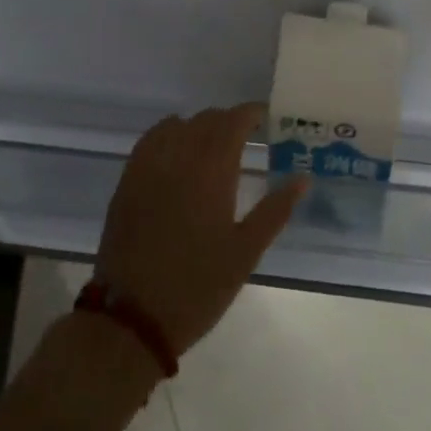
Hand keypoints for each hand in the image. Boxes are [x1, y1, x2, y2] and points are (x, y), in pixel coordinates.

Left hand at [95, 105, 308, 355]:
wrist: (131, 318)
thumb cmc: (198, 286)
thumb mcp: (246, 253)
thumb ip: (275, 210)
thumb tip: (303, 178)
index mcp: (212, 170)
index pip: (234, 120)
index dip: (251, 112)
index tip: (267, 118)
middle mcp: (180, 157)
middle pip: (207, 119)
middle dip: (229, 121)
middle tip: (247, 137)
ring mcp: (149, 167)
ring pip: (178, 125)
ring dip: (200, 127)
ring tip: (213, 145)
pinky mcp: (128, 181)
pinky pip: (151, 140)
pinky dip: (169, 134)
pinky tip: (178, 152)